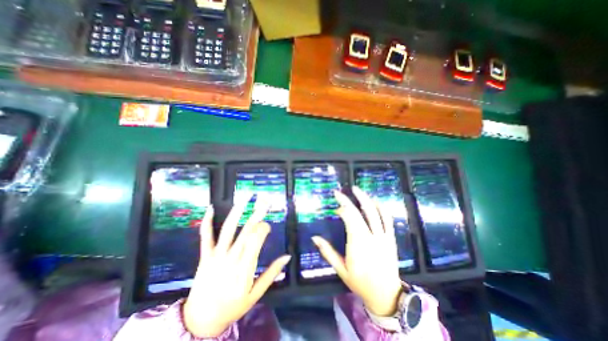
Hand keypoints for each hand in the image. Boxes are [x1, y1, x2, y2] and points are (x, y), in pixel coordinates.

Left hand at [183, 194, 291, 338]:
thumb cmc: (232, 308)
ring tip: (246, 196)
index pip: (257, 239)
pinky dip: (207, 222)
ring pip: (229, 228)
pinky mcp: (204, 256)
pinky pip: (205, 237)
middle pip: (247, 230)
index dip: (264, 228)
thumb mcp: (256, 294)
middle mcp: (231, 258)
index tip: (268, 225)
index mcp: (245, 268)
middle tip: (265, 199)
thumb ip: (272, 273)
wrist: (199, 322)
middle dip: (257, 212)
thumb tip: (287, 256)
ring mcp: (216, 256)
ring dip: (238, 210)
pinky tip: (210, 208)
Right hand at [313, 187, 402, 316]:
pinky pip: (387, 219)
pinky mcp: (391, 238)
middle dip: (348, 200)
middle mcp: (371, 237)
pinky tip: (374, 201)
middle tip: (340, 192)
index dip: (342, 209)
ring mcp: (383, 236)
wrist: (386, 294)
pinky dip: (381, 207)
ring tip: (356, 189)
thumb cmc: (360, 282)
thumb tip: (314, 237)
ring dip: (365, 198)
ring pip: (375, 212)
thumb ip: (327, 252)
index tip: (336, 209)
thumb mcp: (340, 269)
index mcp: (358, 245)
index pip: (349, 219)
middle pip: (360, 212)